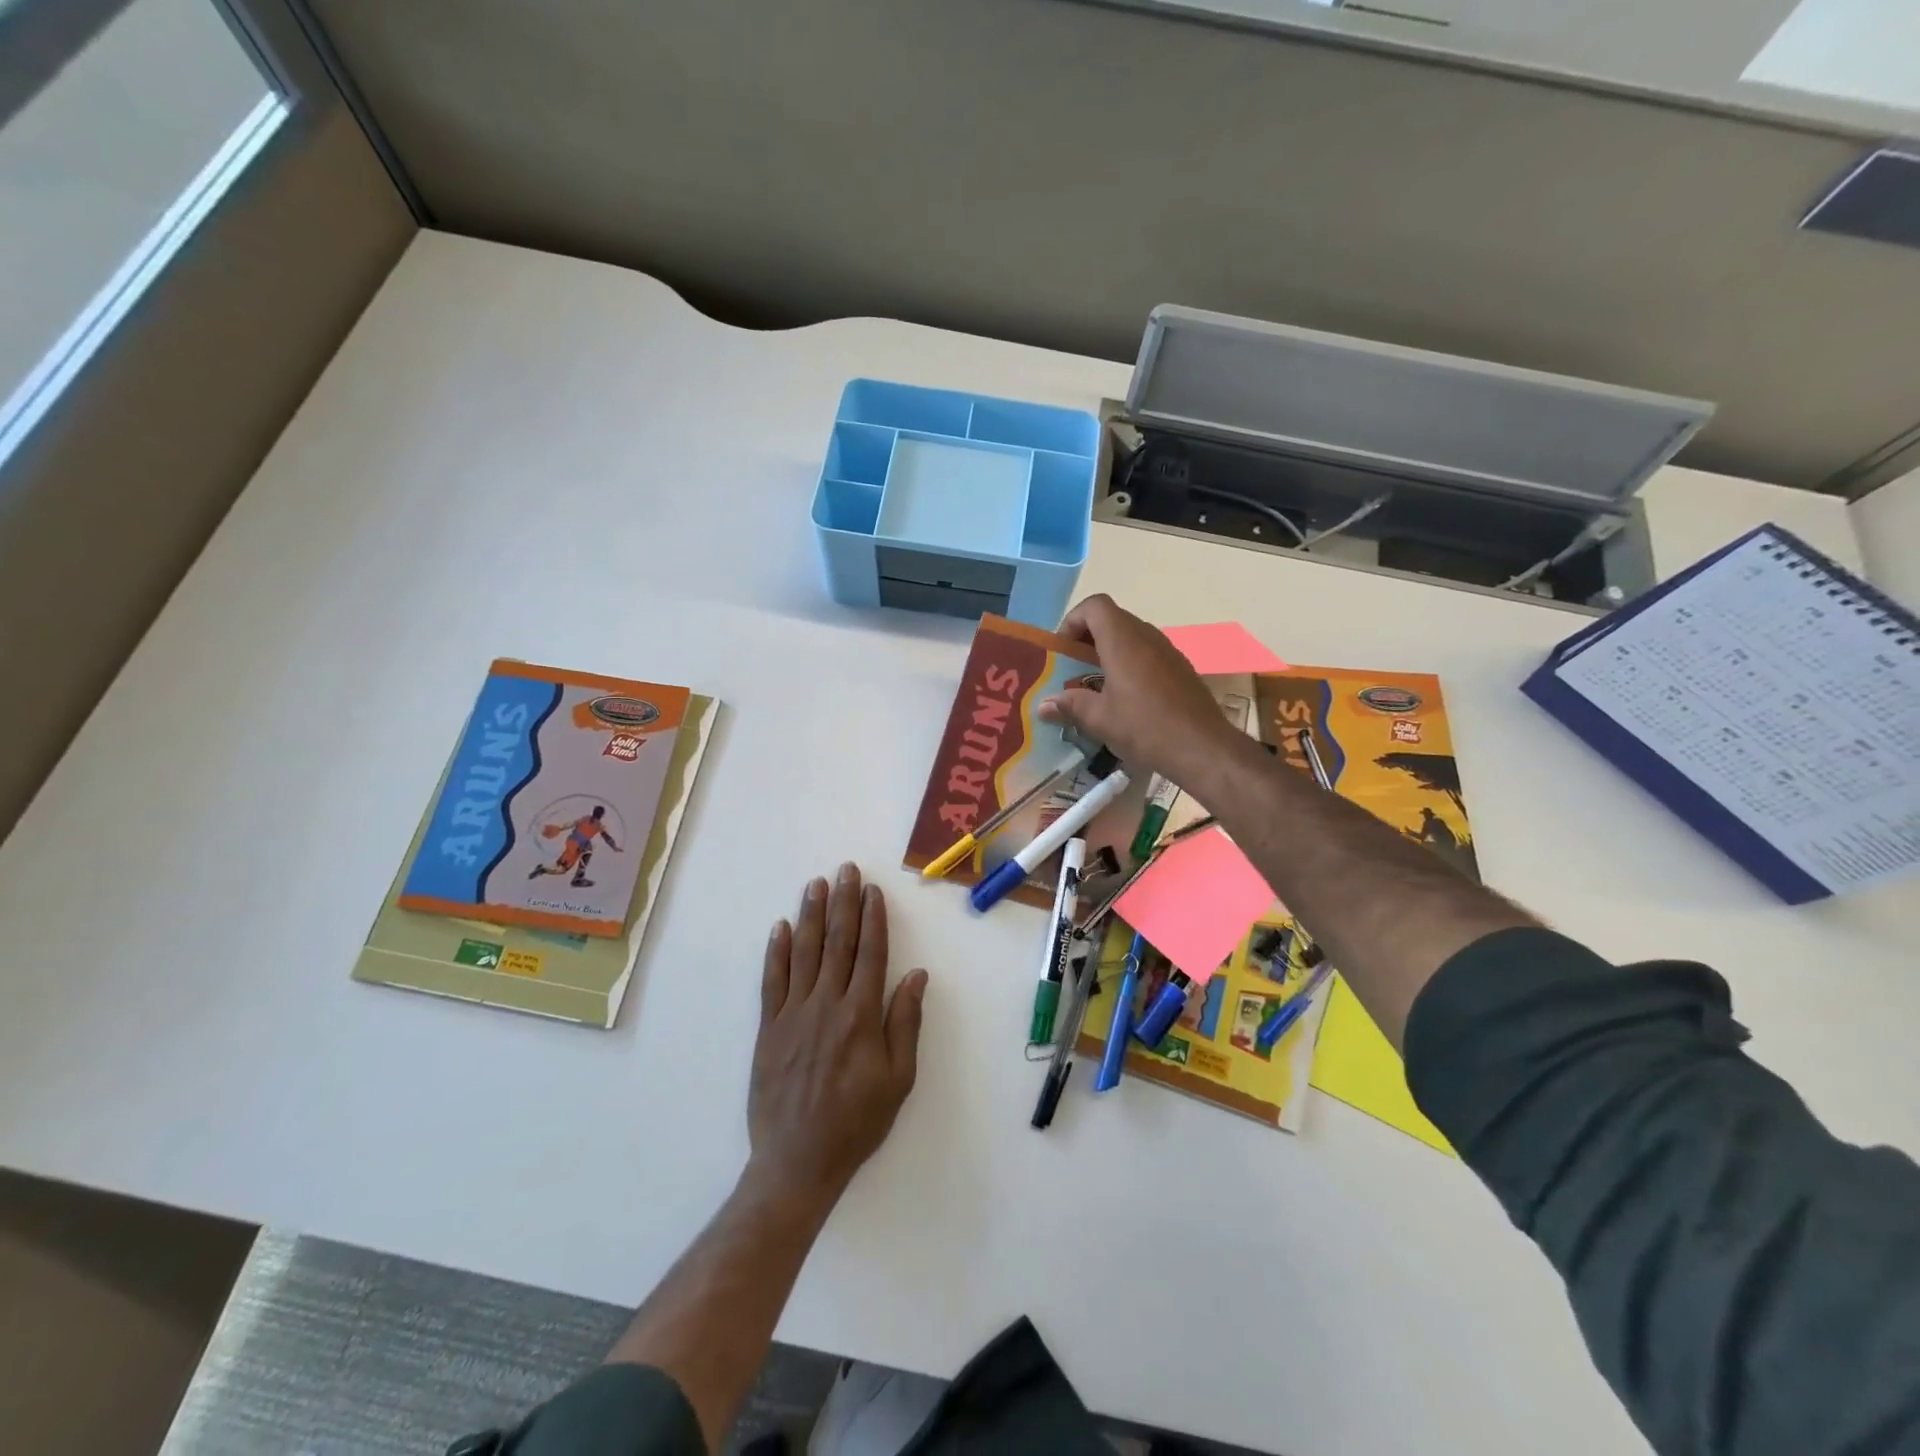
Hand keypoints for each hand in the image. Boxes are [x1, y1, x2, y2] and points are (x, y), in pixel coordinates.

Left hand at [749, 864, 927, 1212]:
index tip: (873, 891)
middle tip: (845, 870)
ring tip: (815, 885)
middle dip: (843, 903)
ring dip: (810, 915)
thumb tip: (916, 974)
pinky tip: (779, 928)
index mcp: (861, 1014)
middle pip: (837, 942)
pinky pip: (772, 981)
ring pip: (803, 952)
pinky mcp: (769, 1028)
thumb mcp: (898, 1079)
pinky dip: (776, 952)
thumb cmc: (857, 1121)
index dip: (873, 918)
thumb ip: (905, 1022)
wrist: (797, 1161)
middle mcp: (827, 1003)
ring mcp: (793, 1013)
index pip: (870, 952)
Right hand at [1038, 594, 1249, 790]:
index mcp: (1123, 640)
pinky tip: (1125, 698)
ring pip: (1131, 636)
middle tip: (1072, 669)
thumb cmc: (1145, 727)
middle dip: (1087, 639)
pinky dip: (1130, 664)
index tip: (1063, 651)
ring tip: (1094, 685)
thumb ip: (1070, 705)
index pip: (1094, 606)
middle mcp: (1146, 636)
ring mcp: (1168, 651)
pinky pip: (1148, 654)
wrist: (1203, 747)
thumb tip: (1043, 705)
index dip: (1073, 620)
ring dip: (1109, 652)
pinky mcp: (1180, 668)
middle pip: (1112, 619)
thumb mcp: (1100, 719)